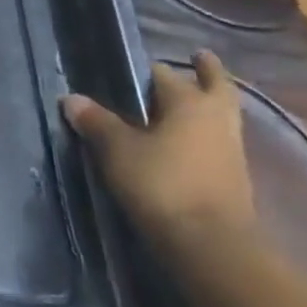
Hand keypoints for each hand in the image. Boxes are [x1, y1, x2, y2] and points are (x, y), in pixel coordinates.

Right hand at [61, 50, 253, 249]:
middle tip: (197, 59)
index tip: (133, 67)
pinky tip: (184, 143)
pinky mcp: (234, 182)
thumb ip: (96, 121)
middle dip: (207, 73)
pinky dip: (204, 137)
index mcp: (190, 103)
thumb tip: (72, 99)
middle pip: (217, 88)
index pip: (164, 74)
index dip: (147, 70)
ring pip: (221, 118)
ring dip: (207, 107)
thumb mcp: (117, 149)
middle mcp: (217, 121)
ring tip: (182, 104)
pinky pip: (218, 145)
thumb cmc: (162, 183)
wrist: (211, 247)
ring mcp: (232, 153)